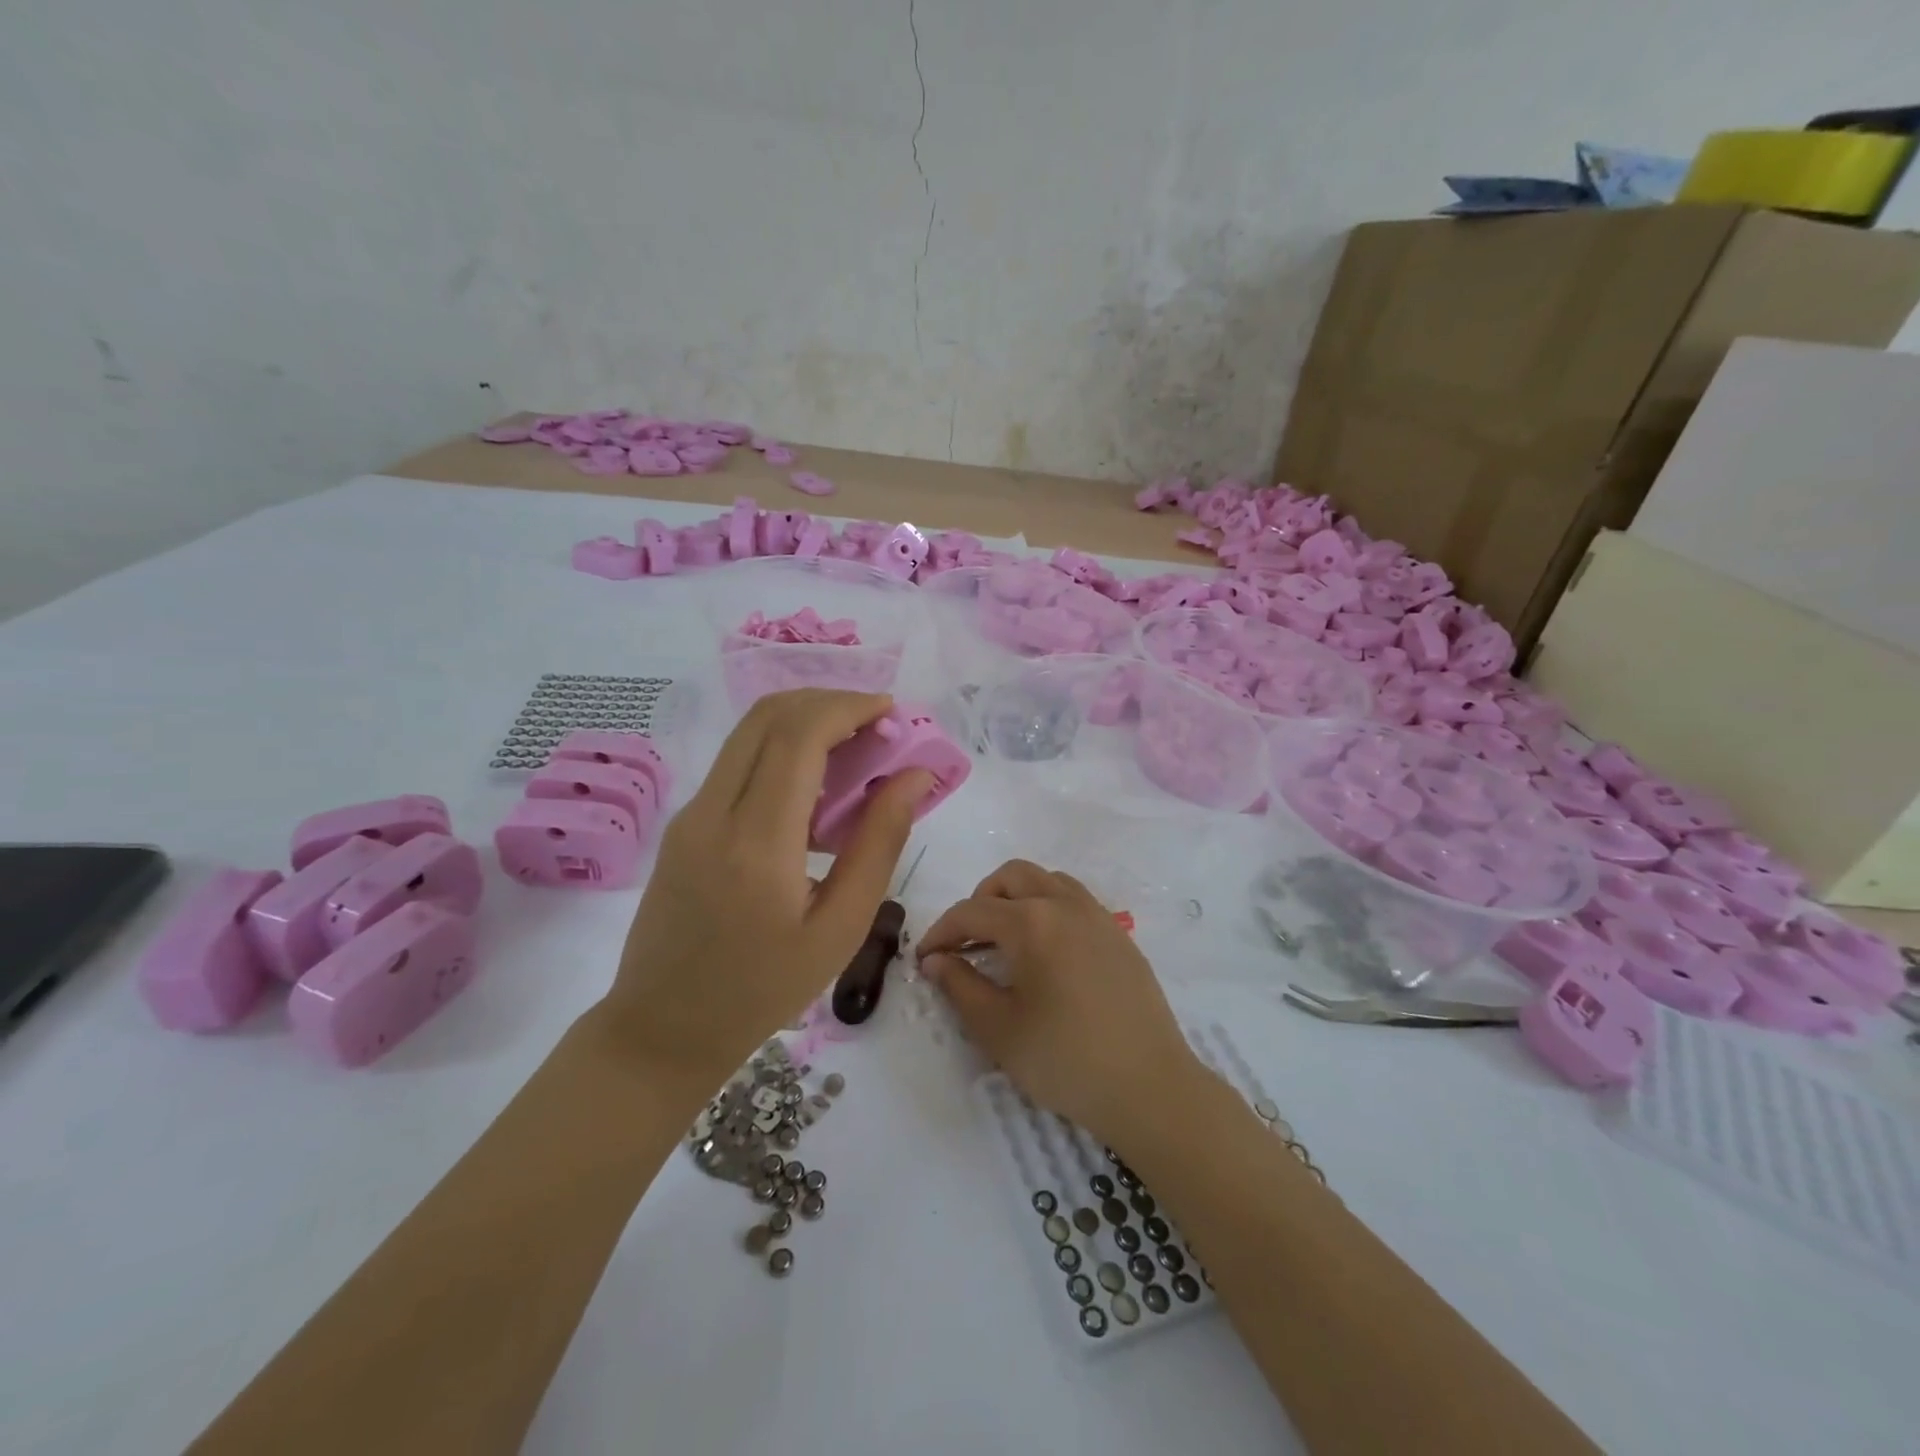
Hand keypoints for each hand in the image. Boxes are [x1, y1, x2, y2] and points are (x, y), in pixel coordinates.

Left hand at [596, 690, 931, 1090]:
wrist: (663, 1028)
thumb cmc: (764, 990)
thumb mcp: (841, 927)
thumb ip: (880, 842)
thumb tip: (914, 777)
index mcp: (757, 841)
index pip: (800, 735)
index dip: (849, 707)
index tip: (892, 712)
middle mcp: (714, 811)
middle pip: (768, 716)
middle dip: (828, 702)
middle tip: (877, 724)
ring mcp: (690, 814)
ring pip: (749, 733)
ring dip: (804, 721)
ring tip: (855, 748)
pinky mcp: (684, 823)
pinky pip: (737, 762)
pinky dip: (782, 750)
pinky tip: (816, 786)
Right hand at [916, 860, 1207, 1147]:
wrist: (1149, 1087)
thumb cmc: (1065, 1060)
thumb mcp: (998, 1029)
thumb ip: (960, 985)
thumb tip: (935, 960)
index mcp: (1031, 922)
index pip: (971, 911)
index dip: (941, 932)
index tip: (924, 958)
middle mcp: (1064, 904)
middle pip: (1011, 877)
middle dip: (980, 901)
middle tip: (967, 943)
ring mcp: (1097, 915)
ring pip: (1046, 880)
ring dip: (1017, 898)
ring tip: (1005, 941)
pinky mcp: (1119, 934)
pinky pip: (1074, 900)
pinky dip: (1048, 907)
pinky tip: (1046, 952)